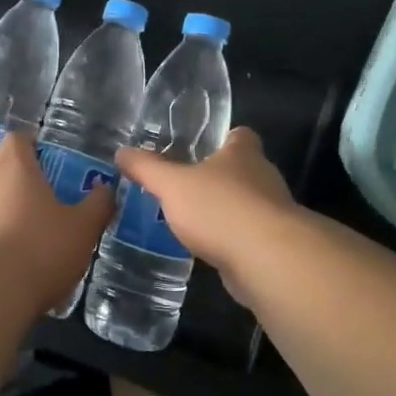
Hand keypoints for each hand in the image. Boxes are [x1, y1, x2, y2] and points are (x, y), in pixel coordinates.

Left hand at [0, 130, 114, 305]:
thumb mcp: (83, 227)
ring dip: (12, 206)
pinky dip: (1, 232)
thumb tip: (106, 188)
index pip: (18, 138)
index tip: (52, 157)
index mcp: (16, 166)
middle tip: (52, 193)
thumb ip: (98, 204)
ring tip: (38, 229)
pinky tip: (19, 256)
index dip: (34, 143)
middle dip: (25, 175)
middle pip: (4, 165)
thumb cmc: (41, 248)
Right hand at [115, 127, 296, 287]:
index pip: (241, 135)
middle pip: (243, 170)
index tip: (201, 146)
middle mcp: (263, 177)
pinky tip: (206, 249)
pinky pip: (248, 236)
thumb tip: (122, 152)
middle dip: (218, 177)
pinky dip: (230, 240)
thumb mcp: (172, 184)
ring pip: (246, 204)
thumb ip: (147, 168)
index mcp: (243, 154)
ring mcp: (272, 213)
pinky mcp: (273, 246)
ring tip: (191, 219)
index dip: (223, 138)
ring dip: (224, 211)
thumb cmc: (220, 208)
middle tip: (185, 184)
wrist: (267, 260)